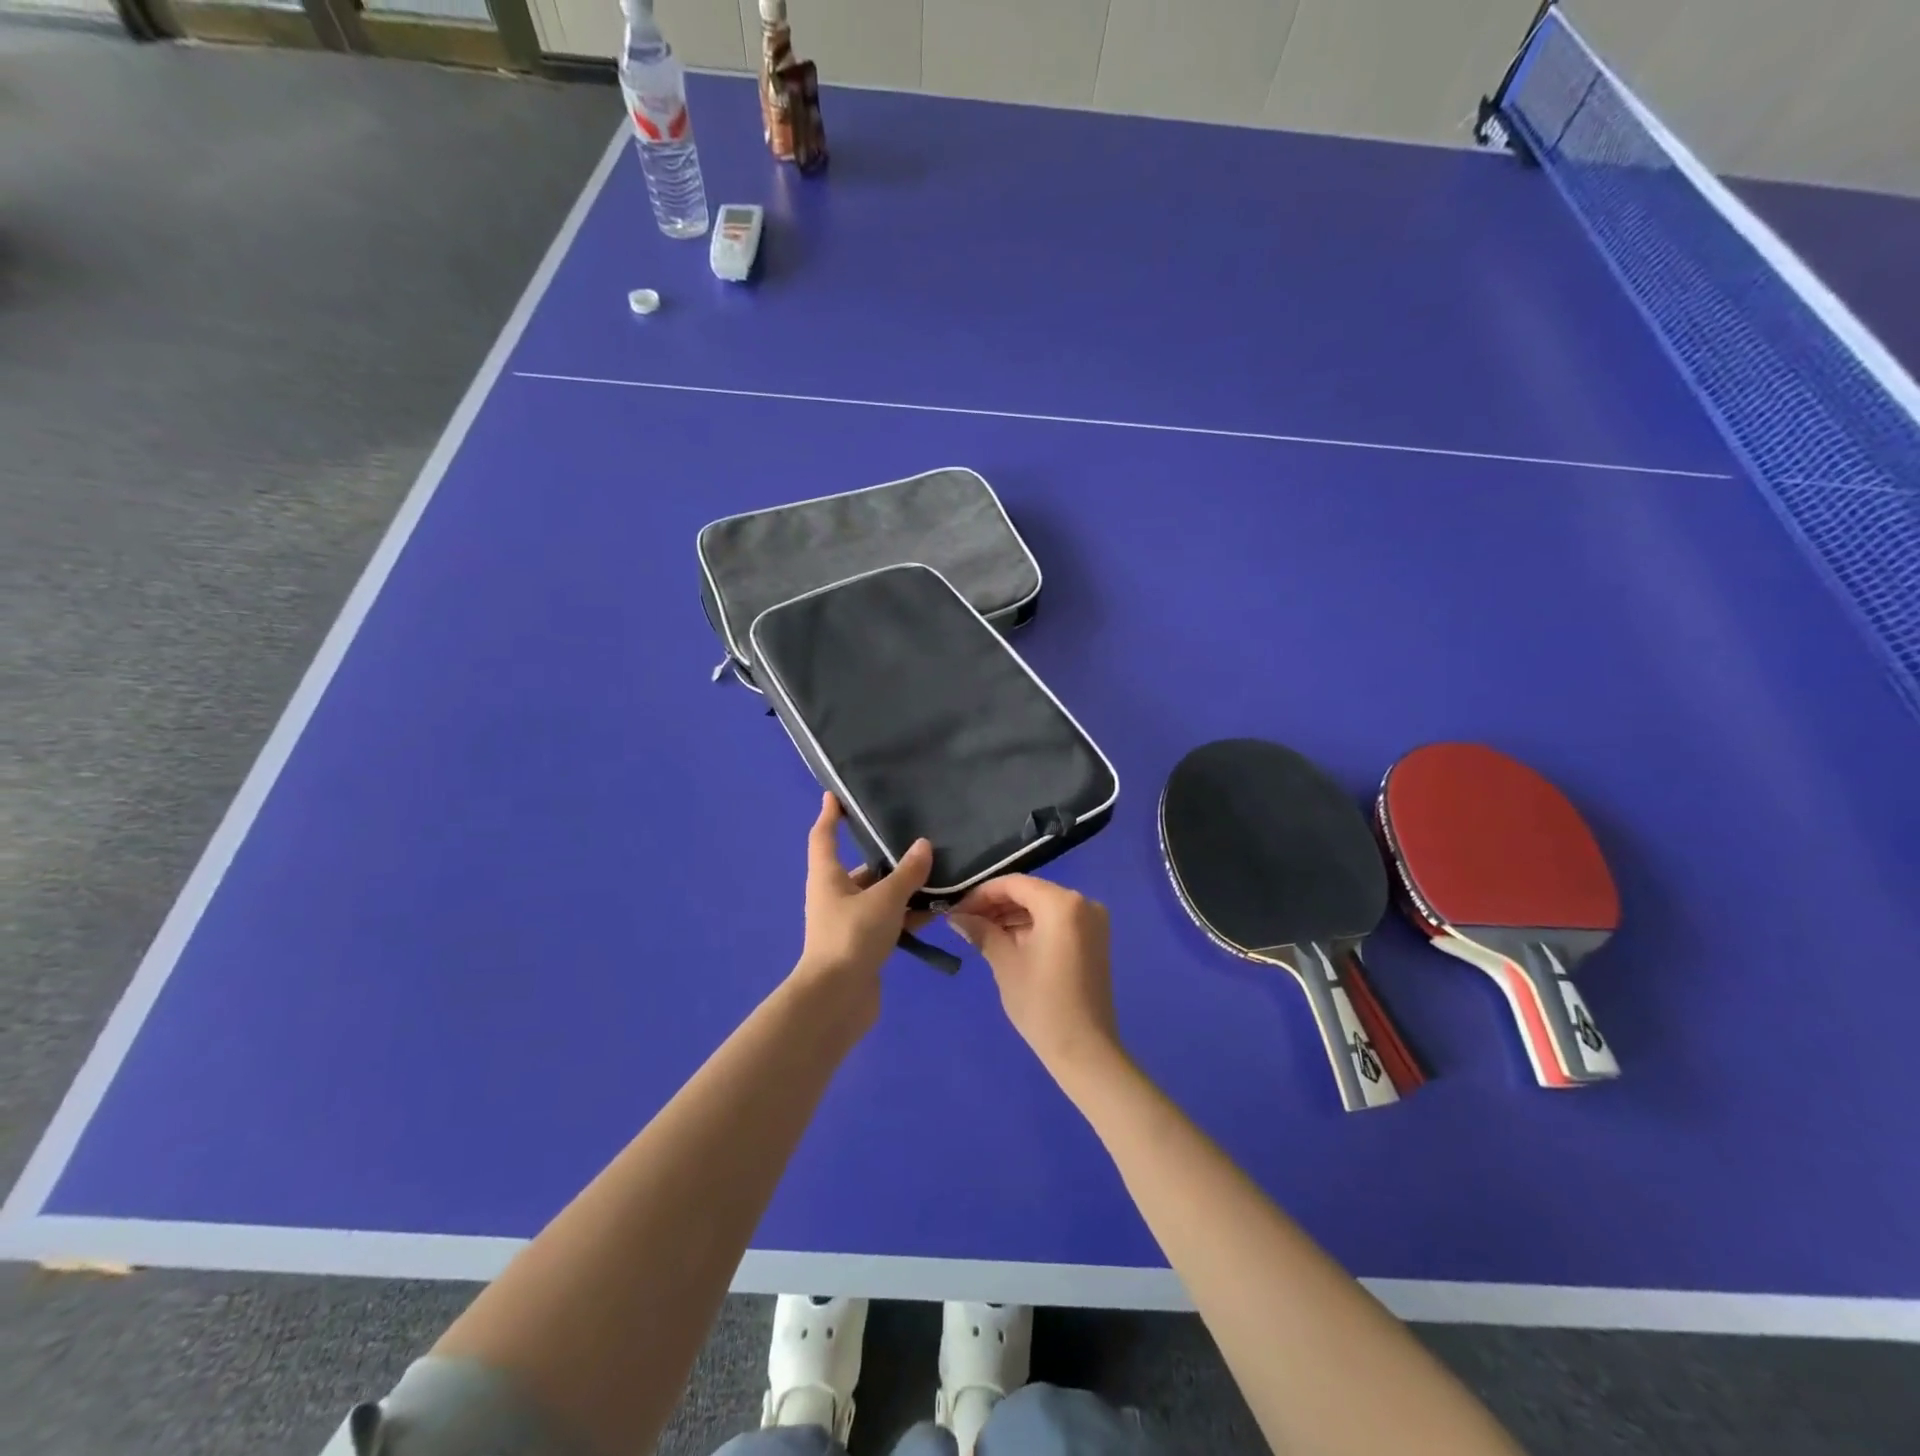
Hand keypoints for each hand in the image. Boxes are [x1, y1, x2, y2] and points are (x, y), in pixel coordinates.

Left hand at [797, 794, 932, 1004]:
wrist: (838, 999)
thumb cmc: (852, 936)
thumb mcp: (884, 899)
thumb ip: (907, 873)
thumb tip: (923, 845)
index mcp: (827, 877)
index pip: (824, 836)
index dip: (830, 814)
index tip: (837, 794)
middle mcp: (835, 895)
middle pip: (861, 868)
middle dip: (886, 855)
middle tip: (917, 836)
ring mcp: (849, 922)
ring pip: (880, 896)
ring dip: (904, 888)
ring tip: (938, 872)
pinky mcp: (864, 945)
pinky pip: (889, 920)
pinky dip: (908, 915)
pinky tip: (936, 910)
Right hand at [948, 875, 1118, 1074]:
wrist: (1084, 1050)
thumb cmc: (1041, 1003)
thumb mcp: (1005, 962)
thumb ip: (981, 931)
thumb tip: (956, 916)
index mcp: (1062, 903)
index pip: (1014, 884)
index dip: (981, 894)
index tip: (956, 909)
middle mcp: (1082, 902)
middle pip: (1030, 892)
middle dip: (996, 905)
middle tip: (964, 921)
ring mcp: (1092, 921)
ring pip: (1043, 907)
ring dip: (1012, 916)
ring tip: (980, 932)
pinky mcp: (1094, 939)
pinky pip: (1057, 921)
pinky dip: (1032, 926)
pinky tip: (1006, 940)